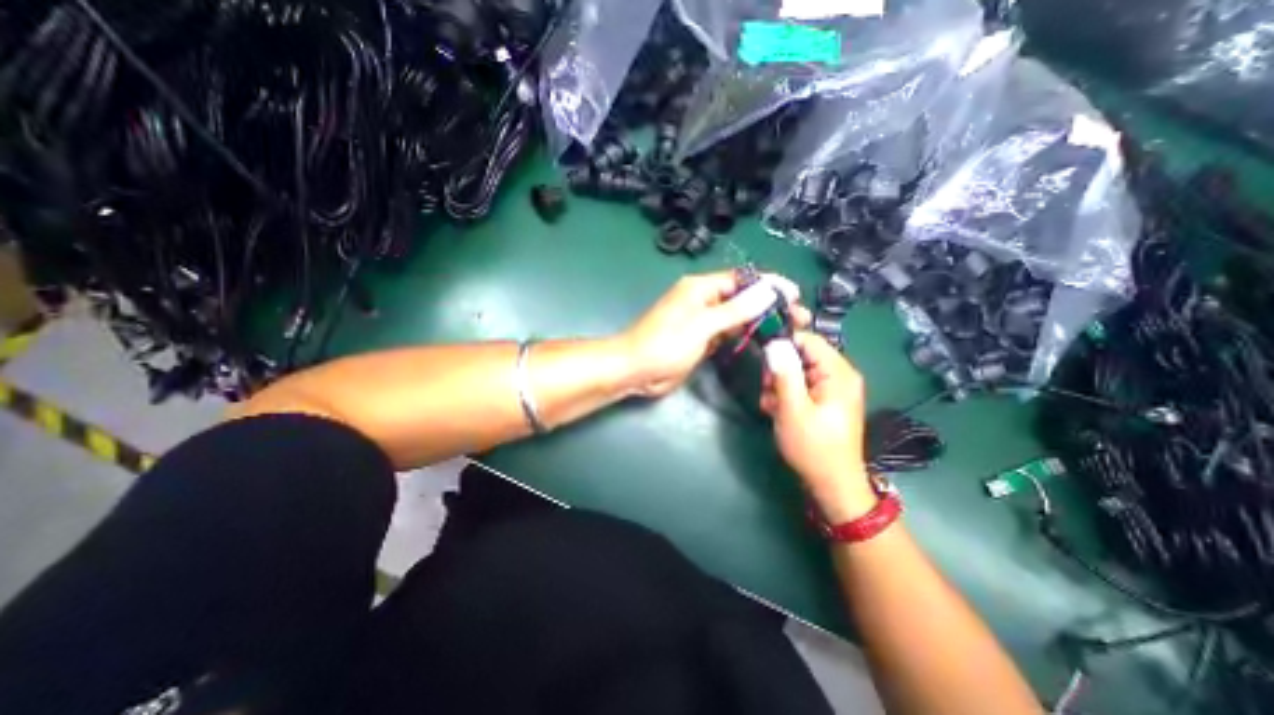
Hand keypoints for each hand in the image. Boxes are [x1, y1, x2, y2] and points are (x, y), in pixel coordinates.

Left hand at [620, 270, 815, 398]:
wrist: (636, 370)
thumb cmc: (665, 344)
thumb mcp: (701, 325)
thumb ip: (735, 310)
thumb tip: (767, 290)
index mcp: (700, 288)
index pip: (741, 279)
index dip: (768, 284)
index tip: (794, 295)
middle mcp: (703, 300)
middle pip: (742, 297)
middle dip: (769, 305)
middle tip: (798, 317)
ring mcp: (703, 321)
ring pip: (737, 317)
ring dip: (759, 321)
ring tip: (788, 329)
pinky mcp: (702, 340)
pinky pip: (728, 333)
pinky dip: (744, 335)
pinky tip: (763, 341)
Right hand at [755, 333, 877, 521]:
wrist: (832, 483)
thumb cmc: (813, 447)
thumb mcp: (793, 409)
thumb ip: (784, 374)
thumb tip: (775, 343)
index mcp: (838, 373)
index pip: (808, 339)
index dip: (783, 344)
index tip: (764, 361)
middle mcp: (838, 375)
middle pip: (800, 355)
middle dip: (779, 371)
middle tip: (768, 391)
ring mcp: (832, 389)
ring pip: (796, 371)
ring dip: (778, 385)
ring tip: (772, 406)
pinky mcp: (824, 401)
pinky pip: (800, 386)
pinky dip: (786, 396)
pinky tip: (778, 412)